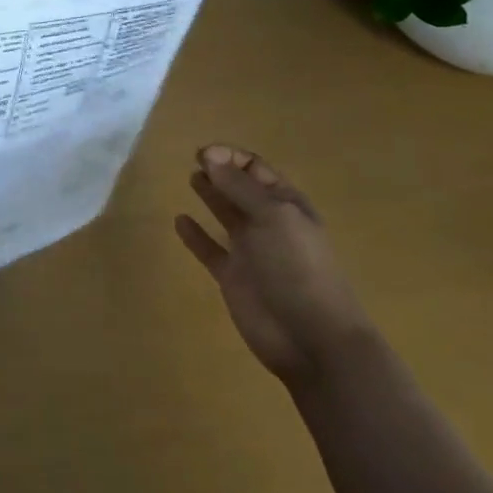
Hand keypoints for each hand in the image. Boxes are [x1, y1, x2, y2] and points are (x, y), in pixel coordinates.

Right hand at [175, 146, 374, 382]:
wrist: (312, 339)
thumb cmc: (298, 268)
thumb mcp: (274, 216)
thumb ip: (239, 186)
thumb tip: (210, 156)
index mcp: (286, 204)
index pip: (256, 169)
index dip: (231, 157)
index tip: (203, 154)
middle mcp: (268, 223)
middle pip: (241, 188)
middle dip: (220, 170)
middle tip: (194, 159)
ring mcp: (250, 251)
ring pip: (226, 215)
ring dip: (211, 195)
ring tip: (192, 178)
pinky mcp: (233, 277)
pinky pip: (210, 249)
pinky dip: (195, 236)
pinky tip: (180, 221)